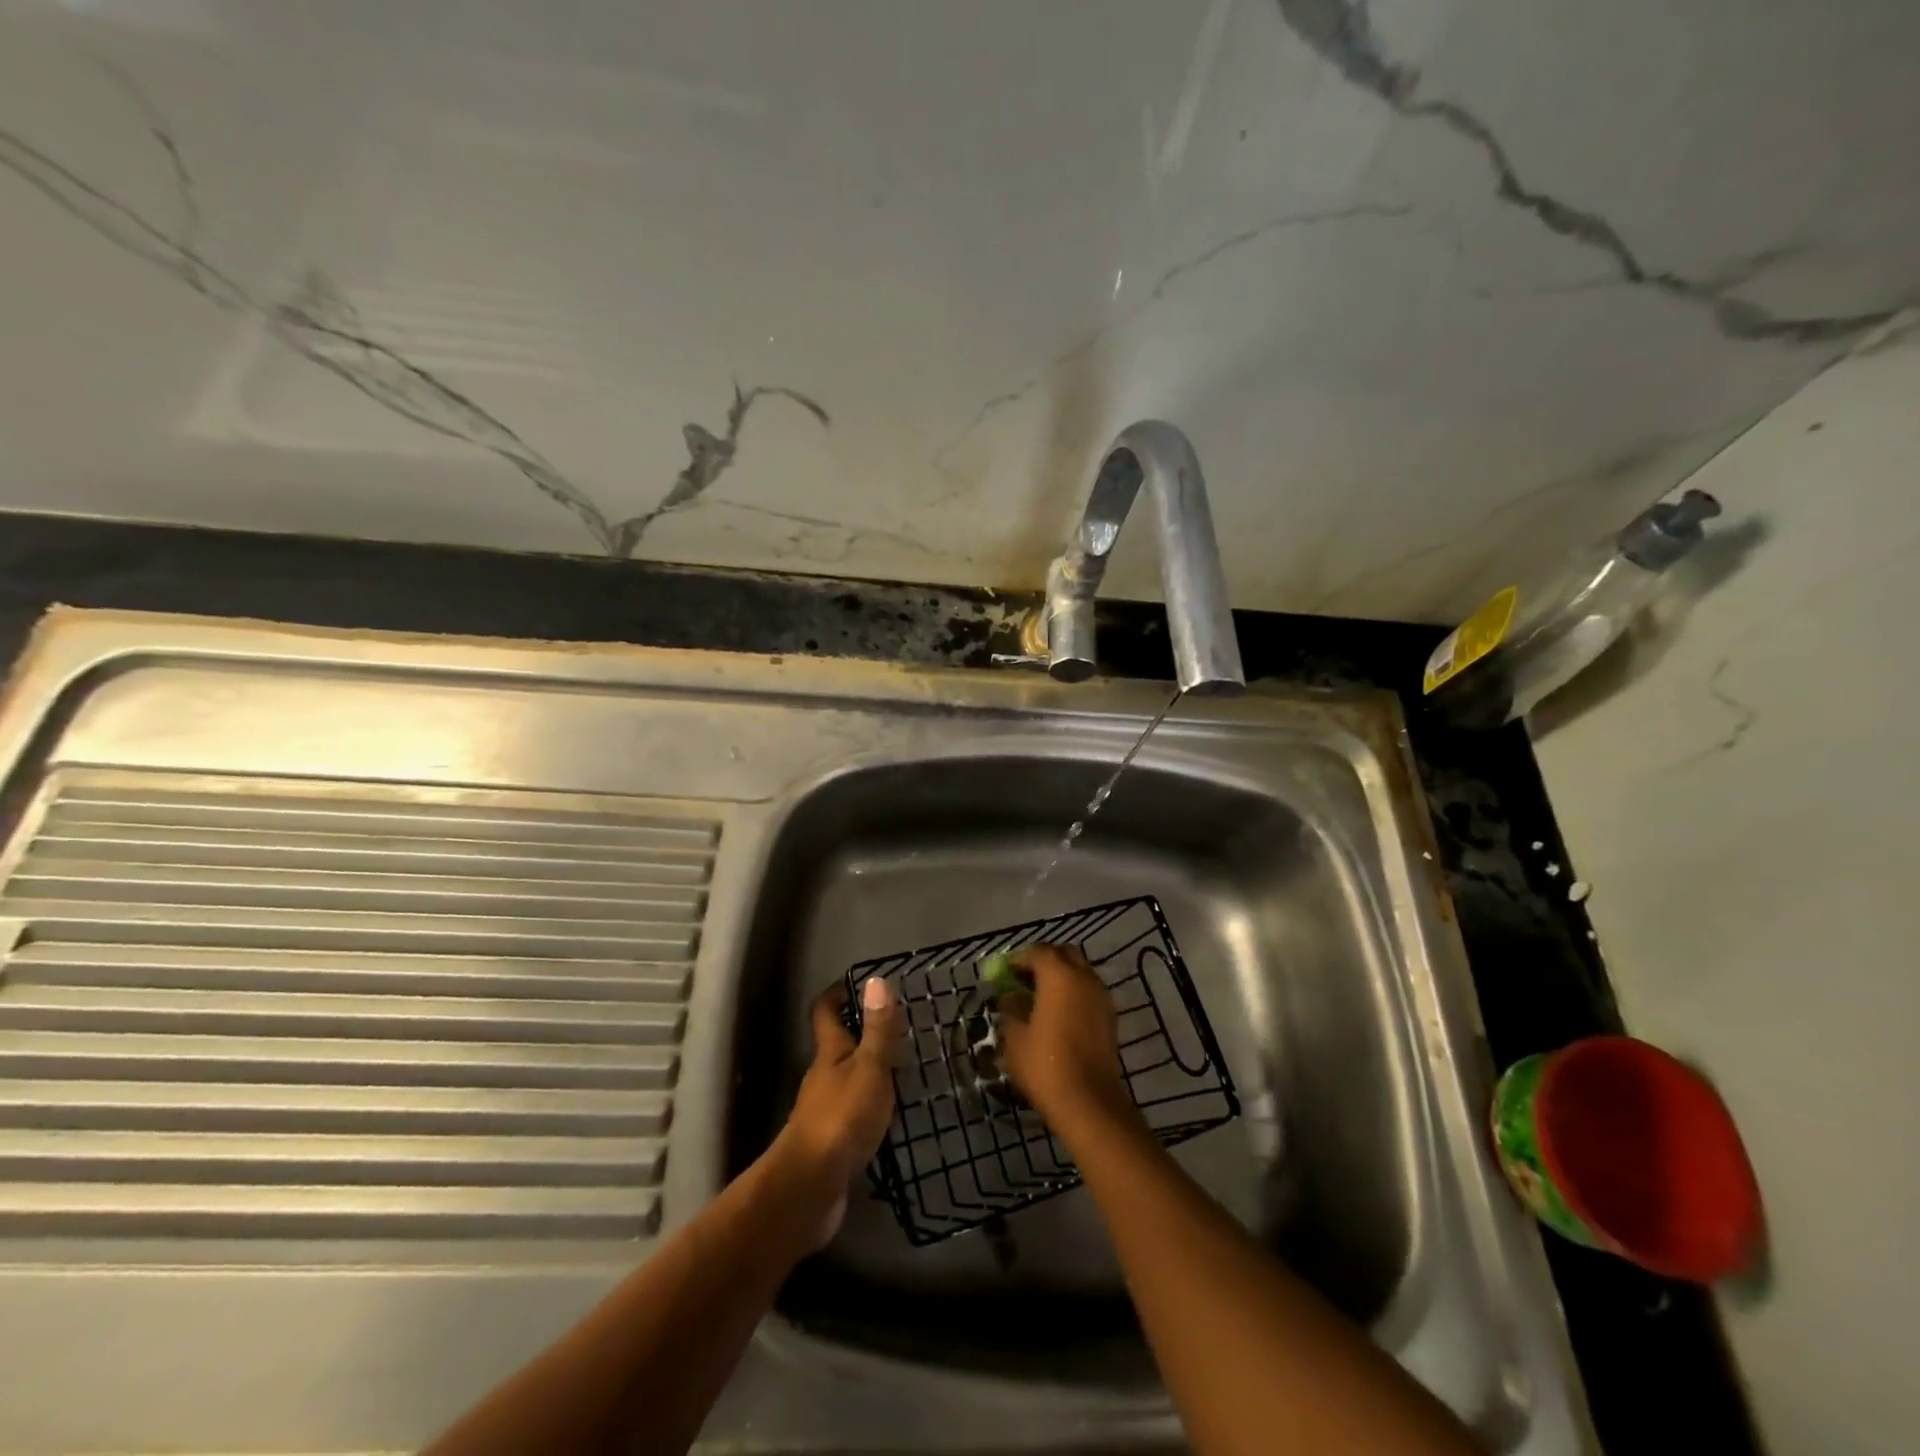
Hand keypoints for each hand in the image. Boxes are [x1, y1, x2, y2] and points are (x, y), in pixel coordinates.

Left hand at [770, 976, 904, 1246]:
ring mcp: (824, 1109)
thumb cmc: (842, 1117)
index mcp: (830, 1052)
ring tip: (902, 1069)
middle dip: (861, 1033)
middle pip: (837, 1045)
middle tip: (897, 1028)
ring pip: (846, 1078)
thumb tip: (875, 980)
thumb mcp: (869, 1068)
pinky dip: (869, 1105)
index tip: (859, 984)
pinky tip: (890, 1114)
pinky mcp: (831, 1140)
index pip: (826, 1011)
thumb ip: (877, 1029)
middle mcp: (822, 1076)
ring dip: (868, 1071)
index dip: (838, 993)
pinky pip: (852, 1111)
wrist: (811, 1186)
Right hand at [999, 944, 1138, 1135]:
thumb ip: (1011, 1009)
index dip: (1018, 959)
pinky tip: (1058, 1015)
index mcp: (1058, 974)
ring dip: (1061, 977)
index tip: (1004, 973)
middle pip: (1063, 955)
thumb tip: (1012, 997)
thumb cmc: (1045, 1065)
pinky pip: (1088, 992)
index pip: (1037, 952)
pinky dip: (1073, 994)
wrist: (1089, 1102)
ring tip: (1040, 1000)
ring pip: (1079, 972)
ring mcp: (1101, 996)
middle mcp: (1084, 977)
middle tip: (1024, 980)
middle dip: (1044, 961)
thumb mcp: (1015, 1037)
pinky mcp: (1110, 1017)